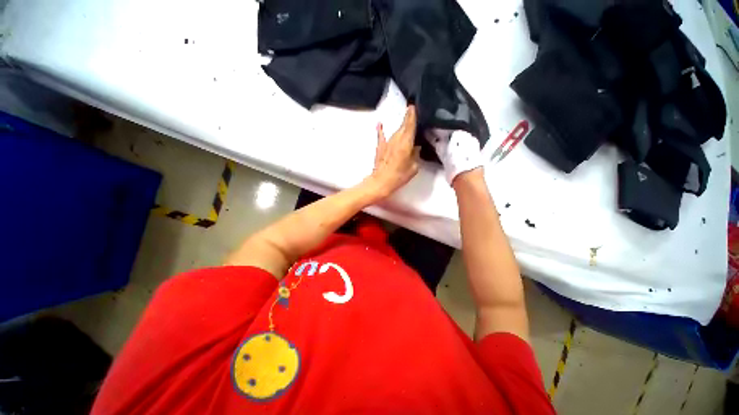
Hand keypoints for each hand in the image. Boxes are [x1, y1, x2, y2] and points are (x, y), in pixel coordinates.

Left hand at [365, 106, 420, 199]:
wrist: (380, 182)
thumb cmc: (399, 176)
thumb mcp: (413, 167)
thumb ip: (415, 155)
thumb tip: (416, 147)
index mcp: (406, 143)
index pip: (410, 125)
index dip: (412, 115)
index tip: (413, 105)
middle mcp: (396, 139)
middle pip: (403, 126)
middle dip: (408, 119)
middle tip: (413, 112)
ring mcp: (387, 143)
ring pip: (395, 131)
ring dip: (400, 127)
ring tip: (406, 122)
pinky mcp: (380, 148)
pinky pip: (381, 136)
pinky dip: (381, 130)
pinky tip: (380, 124)